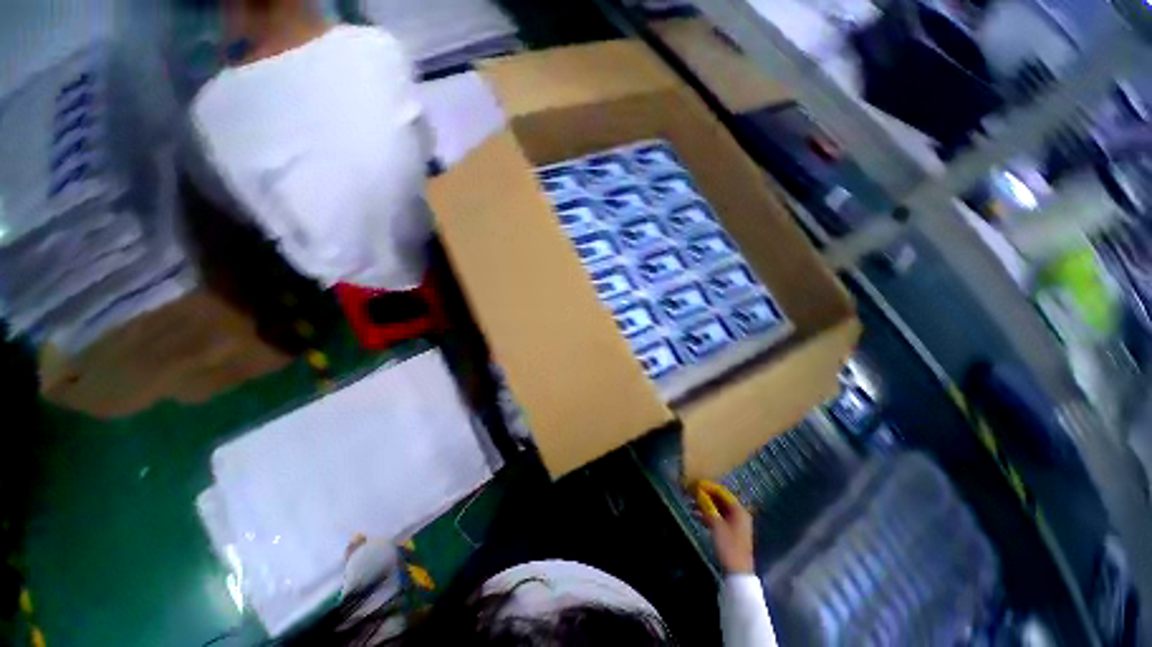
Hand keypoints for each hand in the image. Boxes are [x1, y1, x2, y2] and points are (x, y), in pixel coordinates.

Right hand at [694, 480, 754, 573]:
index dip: (708, 487)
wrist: (737, 572)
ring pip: (718, 508)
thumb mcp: (716, 524)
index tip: (695, 484)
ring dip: (705, 505)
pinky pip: (718, 517)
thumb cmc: (728, 546)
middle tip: (691, 493)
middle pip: (720, 499)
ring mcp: (735, 523)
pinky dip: (708, 514)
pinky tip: (696, 515)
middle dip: (705, 495)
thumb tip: (699, 492)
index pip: (722, 492)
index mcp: (738, 510)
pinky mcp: (730, 532)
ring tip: (690, 503)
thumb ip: (708, 506)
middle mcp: (738, 514)